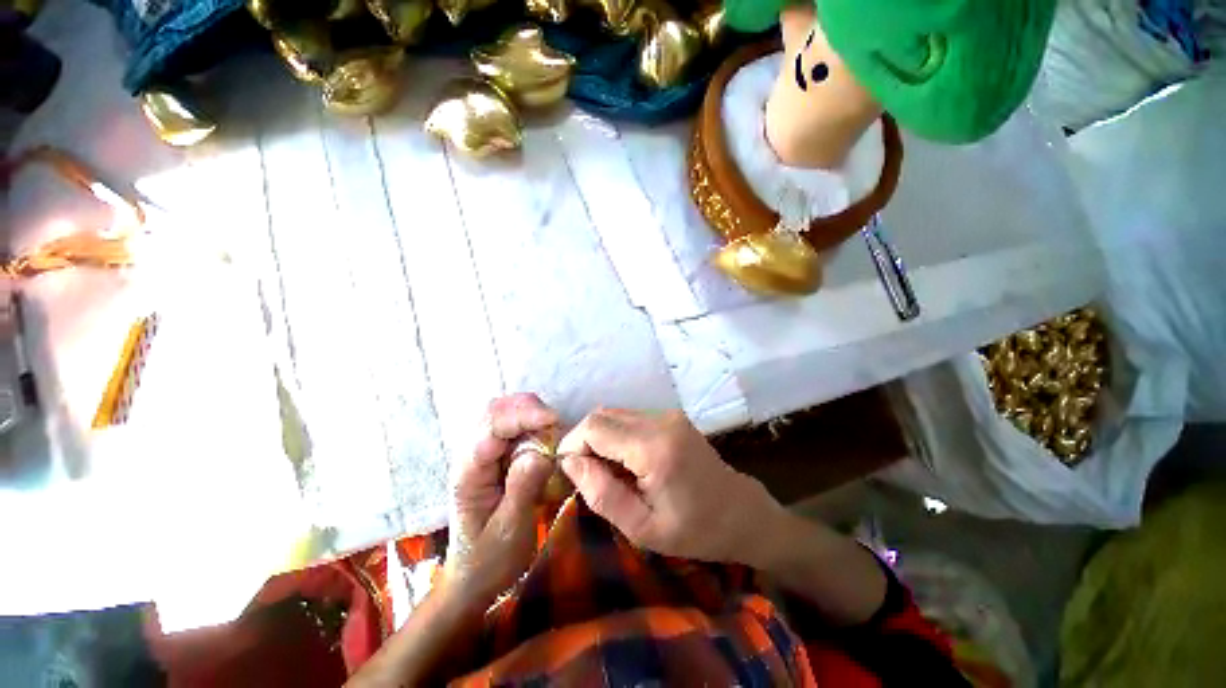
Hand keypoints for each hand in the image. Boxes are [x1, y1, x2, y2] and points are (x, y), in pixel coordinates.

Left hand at [445, 393, 557, 600]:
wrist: (474, 578)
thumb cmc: (490, 559)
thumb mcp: (510, 531)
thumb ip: (523, 489)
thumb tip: (542, 453)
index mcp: (469, 473)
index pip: (491, 428)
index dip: (523, 417)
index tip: (553, 421)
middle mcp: (472, 455)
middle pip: (494, 411)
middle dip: (527, 408)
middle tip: (555, 423)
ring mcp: (483, 454)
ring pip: (503, 413)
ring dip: (530, 412)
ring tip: (552, 428)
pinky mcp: (496, 456)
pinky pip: (512, 426)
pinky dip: (531, 422)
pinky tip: (545, 434)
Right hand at [557, 408, 784, 565]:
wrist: (740, 512)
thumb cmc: (694, 530)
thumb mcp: (642, 528)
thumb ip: (601, 493)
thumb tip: (569, 462)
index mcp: (654, 447)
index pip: (594, 427)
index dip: (572, 444)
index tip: (568, 471)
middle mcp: (660, 420)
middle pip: (601, 414)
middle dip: (583, 440)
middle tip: (584, 473)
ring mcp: (667, 414)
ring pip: (613, 413)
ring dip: (598, 436)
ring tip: (604, 469)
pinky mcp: (670, 415)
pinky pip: (629, 417)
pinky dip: (615, 434)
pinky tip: (623, 459)